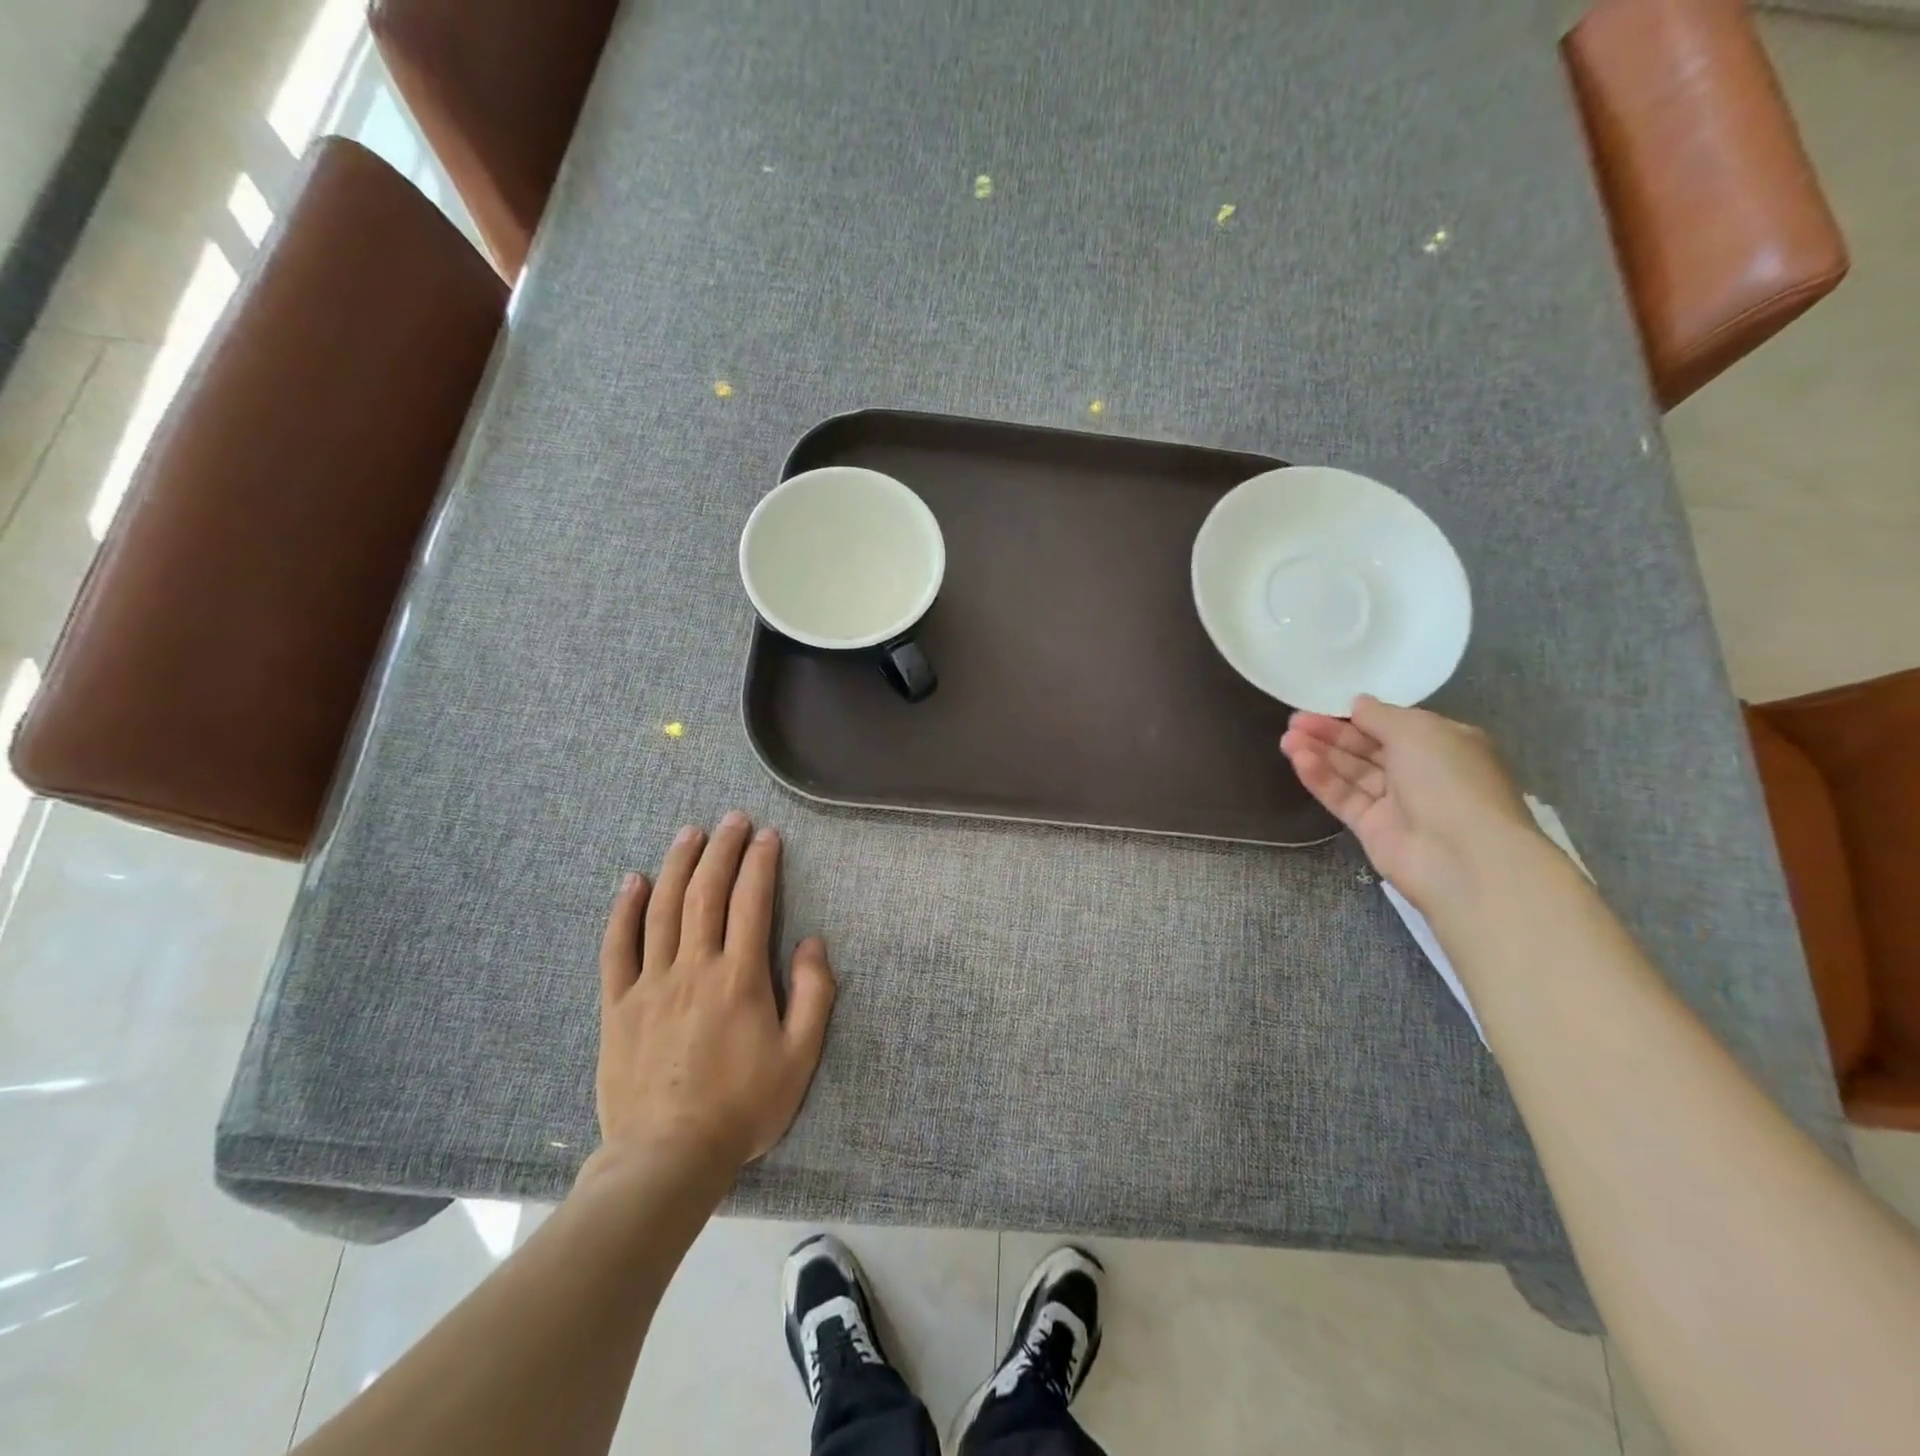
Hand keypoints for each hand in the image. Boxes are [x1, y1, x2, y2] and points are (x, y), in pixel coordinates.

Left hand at [594, 812, 835, 1175]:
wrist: (667, 1158)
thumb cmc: (742, 1107)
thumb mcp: (799, 1057)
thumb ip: (814, 996)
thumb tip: (812, 943)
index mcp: (740, 978)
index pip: (751, 902)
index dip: (760, 863)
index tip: (767, 835)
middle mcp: (694, 968)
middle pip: (705, 893)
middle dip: (721, 850)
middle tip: (731, 819)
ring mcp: (650, 984)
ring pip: (662, 909)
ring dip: (678, 865)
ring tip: (690, 833)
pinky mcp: (618, 1005)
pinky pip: (617, 948)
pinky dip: (624, 911)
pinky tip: (632, 881)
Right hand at [1280, 695, 1535, 908]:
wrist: (1462, 857)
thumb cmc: (1449, 780)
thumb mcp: (1418, 731)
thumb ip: (1382, 715)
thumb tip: (1358, 703)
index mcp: (1444, 744)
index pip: (1394, 725)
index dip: (1358, 716)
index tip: (1324, 704)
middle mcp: (1420, 772)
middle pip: (1367, 748)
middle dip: (1331, 733)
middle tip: (1294, 721)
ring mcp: (1395, 802)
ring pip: (1351, 772)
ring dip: (1319, 753)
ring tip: (1286, 738)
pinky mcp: (1371, 828)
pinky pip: (1342, 797)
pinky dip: (1321, 778)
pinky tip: (1298, 760)